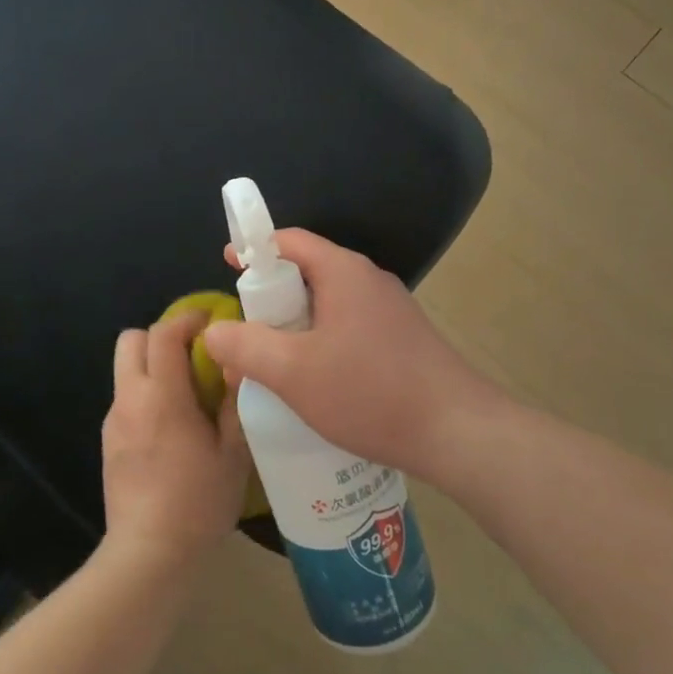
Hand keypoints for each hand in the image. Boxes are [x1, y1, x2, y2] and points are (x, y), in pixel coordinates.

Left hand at [101, 312, 250, 568]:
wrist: (149, 553)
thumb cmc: (198, 502)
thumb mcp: (233, 453)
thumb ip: (234, 402)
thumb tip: (236, 364)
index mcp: (162, 396)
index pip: (163, 333)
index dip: (187, 318)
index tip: (211, 321)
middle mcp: (130, 398)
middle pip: (131, 340)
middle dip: (161, 336)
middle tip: (193, 355)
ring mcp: (114, 420)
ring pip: (125, 370)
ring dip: (152, 366)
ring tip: (186, 394)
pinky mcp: (108, 441)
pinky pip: (125, 399)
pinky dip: (145, 394)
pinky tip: (170, 427)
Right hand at [202, 229, 504, 484]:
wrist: (458, 432)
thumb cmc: (370, 392)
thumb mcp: (293, 372)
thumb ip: (246, 346)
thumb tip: (214, 331)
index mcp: (344, 272)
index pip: (290, 241)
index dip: (254, 250)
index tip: (228, 268)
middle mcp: (369, 281)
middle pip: (307, 273)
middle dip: (270, 298)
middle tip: (244, 332)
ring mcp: (390, 311)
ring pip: (327, 305)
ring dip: (295, 327)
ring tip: (272, 363)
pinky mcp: (402, 340)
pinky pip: (348, 328)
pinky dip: (321, 343)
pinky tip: (313, 383)